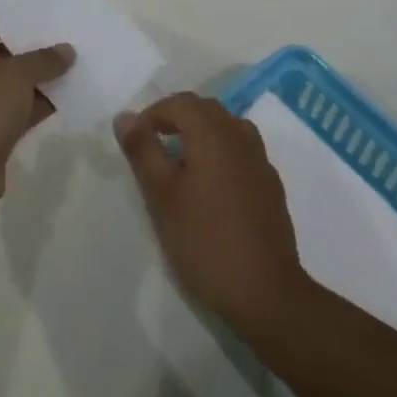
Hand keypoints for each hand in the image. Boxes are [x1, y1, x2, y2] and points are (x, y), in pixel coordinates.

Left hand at [0, 19, 73, 209]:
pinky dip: (43, 102)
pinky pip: (24, 107)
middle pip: (8, 51)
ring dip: (44, 76)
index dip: (20, 15)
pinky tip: (72, 95)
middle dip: (38, 46)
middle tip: (70, 34)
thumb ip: (44, 59)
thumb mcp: (16, 75)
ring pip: (18, 82)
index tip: (50, 10)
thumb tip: (67, 50)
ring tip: (78, 61)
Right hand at [115, 93, 309, 336]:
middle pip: (205, 110)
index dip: (153, 114)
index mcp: (213, 132)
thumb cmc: (205, 241)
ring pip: (226, 128)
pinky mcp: (271, 186)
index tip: (136, 141)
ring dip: (201, 135)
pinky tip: (211, 189)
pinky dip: (221, 155)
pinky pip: (241, 152)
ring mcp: (261, 161)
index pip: (179, 103)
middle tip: (154, 149)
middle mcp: (240, 136)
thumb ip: (142, 151)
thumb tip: (125, 116)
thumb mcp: (161, 196)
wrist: (267, 294)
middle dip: (176, 120)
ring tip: (181, 165)